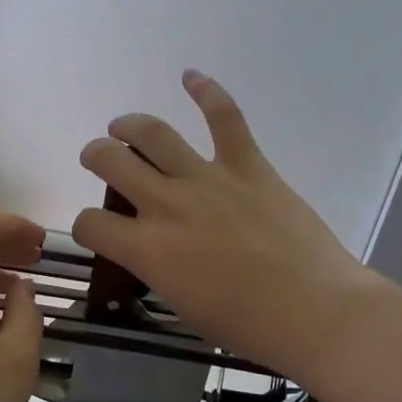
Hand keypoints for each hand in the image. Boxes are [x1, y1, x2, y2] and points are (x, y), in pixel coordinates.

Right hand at [72, 71, 382, 386]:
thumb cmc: (247, 325)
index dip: (86, 225)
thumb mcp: (182, 304)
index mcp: (147, 248)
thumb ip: (157, 268)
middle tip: (100, 158)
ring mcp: (208, 179)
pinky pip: (224, 117)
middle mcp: (167, 204)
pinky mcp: (248, 165)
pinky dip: (207, 91)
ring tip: (122, 126)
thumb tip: (152, 248)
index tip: (98, 229)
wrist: (315, 312)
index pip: (90, 223)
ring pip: (154, 133)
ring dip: (129, 125)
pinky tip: (191, 76)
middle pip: (109, 161)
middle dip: (96, 156)